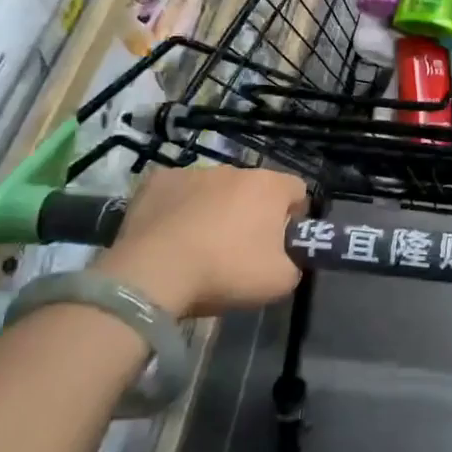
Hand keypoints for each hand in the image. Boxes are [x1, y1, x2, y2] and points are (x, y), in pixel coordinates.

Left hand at [96, 166, 307, 317]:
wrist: (154, 273)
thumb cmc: (225, 271)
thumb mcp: (280, 281)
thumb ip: (293, 262)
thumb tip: (285, 258)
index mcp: (270, 187)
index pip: (297, 189)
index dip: (294, 215)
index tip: (282, 241)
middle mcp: (235, 170)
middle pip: (253, 189)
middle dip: (251, 212)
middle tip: (239, 249)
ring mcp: (194, 172)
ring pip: (214, 189)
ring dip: (214, 209)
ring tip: (199, 245)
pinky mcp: (158, 181)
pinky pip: (178, 192)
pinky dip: (178, 208)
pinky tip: (169, 235)